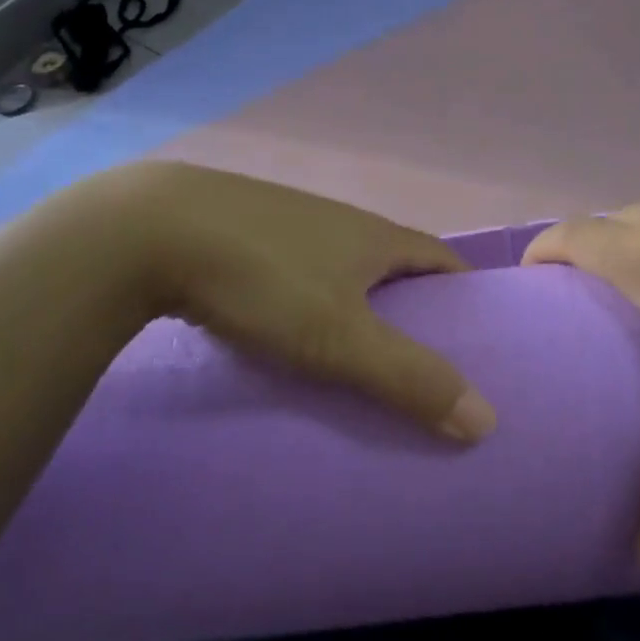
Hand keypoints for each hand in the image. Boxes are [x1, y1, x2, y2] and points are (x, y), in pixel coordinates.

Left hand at [90, 162, 496, 441]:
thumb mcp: (341, 337)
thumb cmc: (265, 279)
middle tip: (419, 359)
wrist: (152, 230)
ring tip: (355, 355)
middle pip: (392, 262)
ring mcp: (289, 222)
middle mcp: (339, 221)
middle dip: (412, 304)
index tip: (476, 334)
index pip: (440, 258)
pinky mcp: (244, 232)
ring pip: (340, 264)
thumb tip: (487, 419)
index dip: (464, 291)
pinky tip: (287, 328)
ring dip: (357, 301)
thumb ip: (410, 377)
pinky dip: (309, 297)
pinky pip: (296, 268)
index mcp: (374, 236)